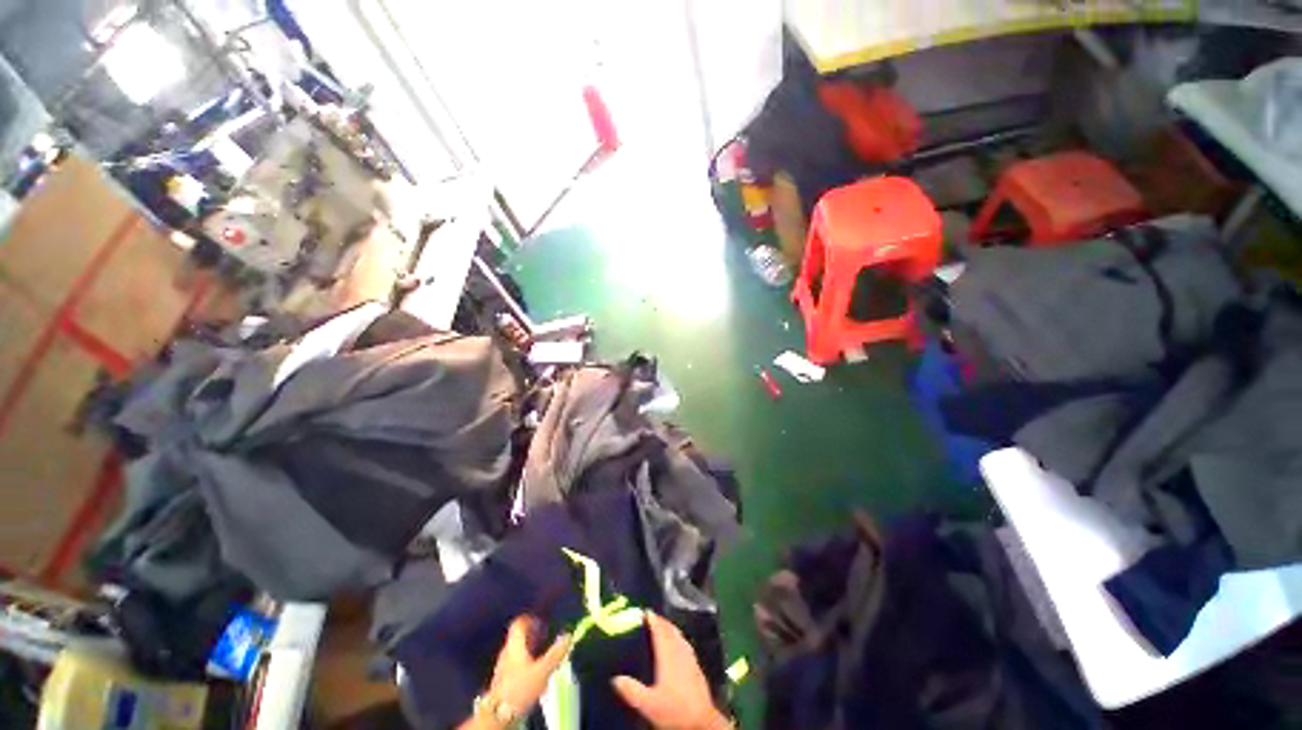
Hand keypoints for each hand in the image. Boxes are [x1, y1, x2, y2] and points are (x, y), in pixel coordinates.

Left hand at [462, 616, 570, 728]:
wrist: (498, 715)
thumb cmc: (520, 688)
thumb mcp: (542, 671)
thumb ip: (555, 654)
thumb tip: (568, 636)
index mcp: (514, 645)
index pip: (519, 624)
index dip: (530, 620)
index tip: (542, 624)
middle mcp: (506, 653)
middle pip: (518, 637)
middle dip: (531, 635)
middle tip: (545, 637)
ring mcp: (502, 667)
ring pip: (516, 651)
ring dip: (529, 649)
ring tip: (542, 654)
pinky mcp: (502, 681)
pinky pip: (514, 664)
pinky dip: (524, 662)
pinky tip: (533, 672)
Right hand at [611, 612, 731, 729]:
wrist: (701, 721)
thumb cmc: (674, 710)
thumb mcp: (648, 704)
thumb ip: (632, 690)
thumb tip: (614, 678)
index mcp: (667, 656)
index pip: (660, 631)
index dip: (653, 620)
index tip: (646, 611)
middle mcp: (679, 652)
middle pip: (670, 631)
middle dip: (661, 622)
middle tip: (652, 617)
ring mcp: (690, 658)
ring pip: (679, 636)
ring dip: (671, 628)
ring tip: (663, 626)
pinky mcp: (696, 667)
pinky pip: (685, 644)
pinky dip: (679, 638)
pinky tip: (678, 644)